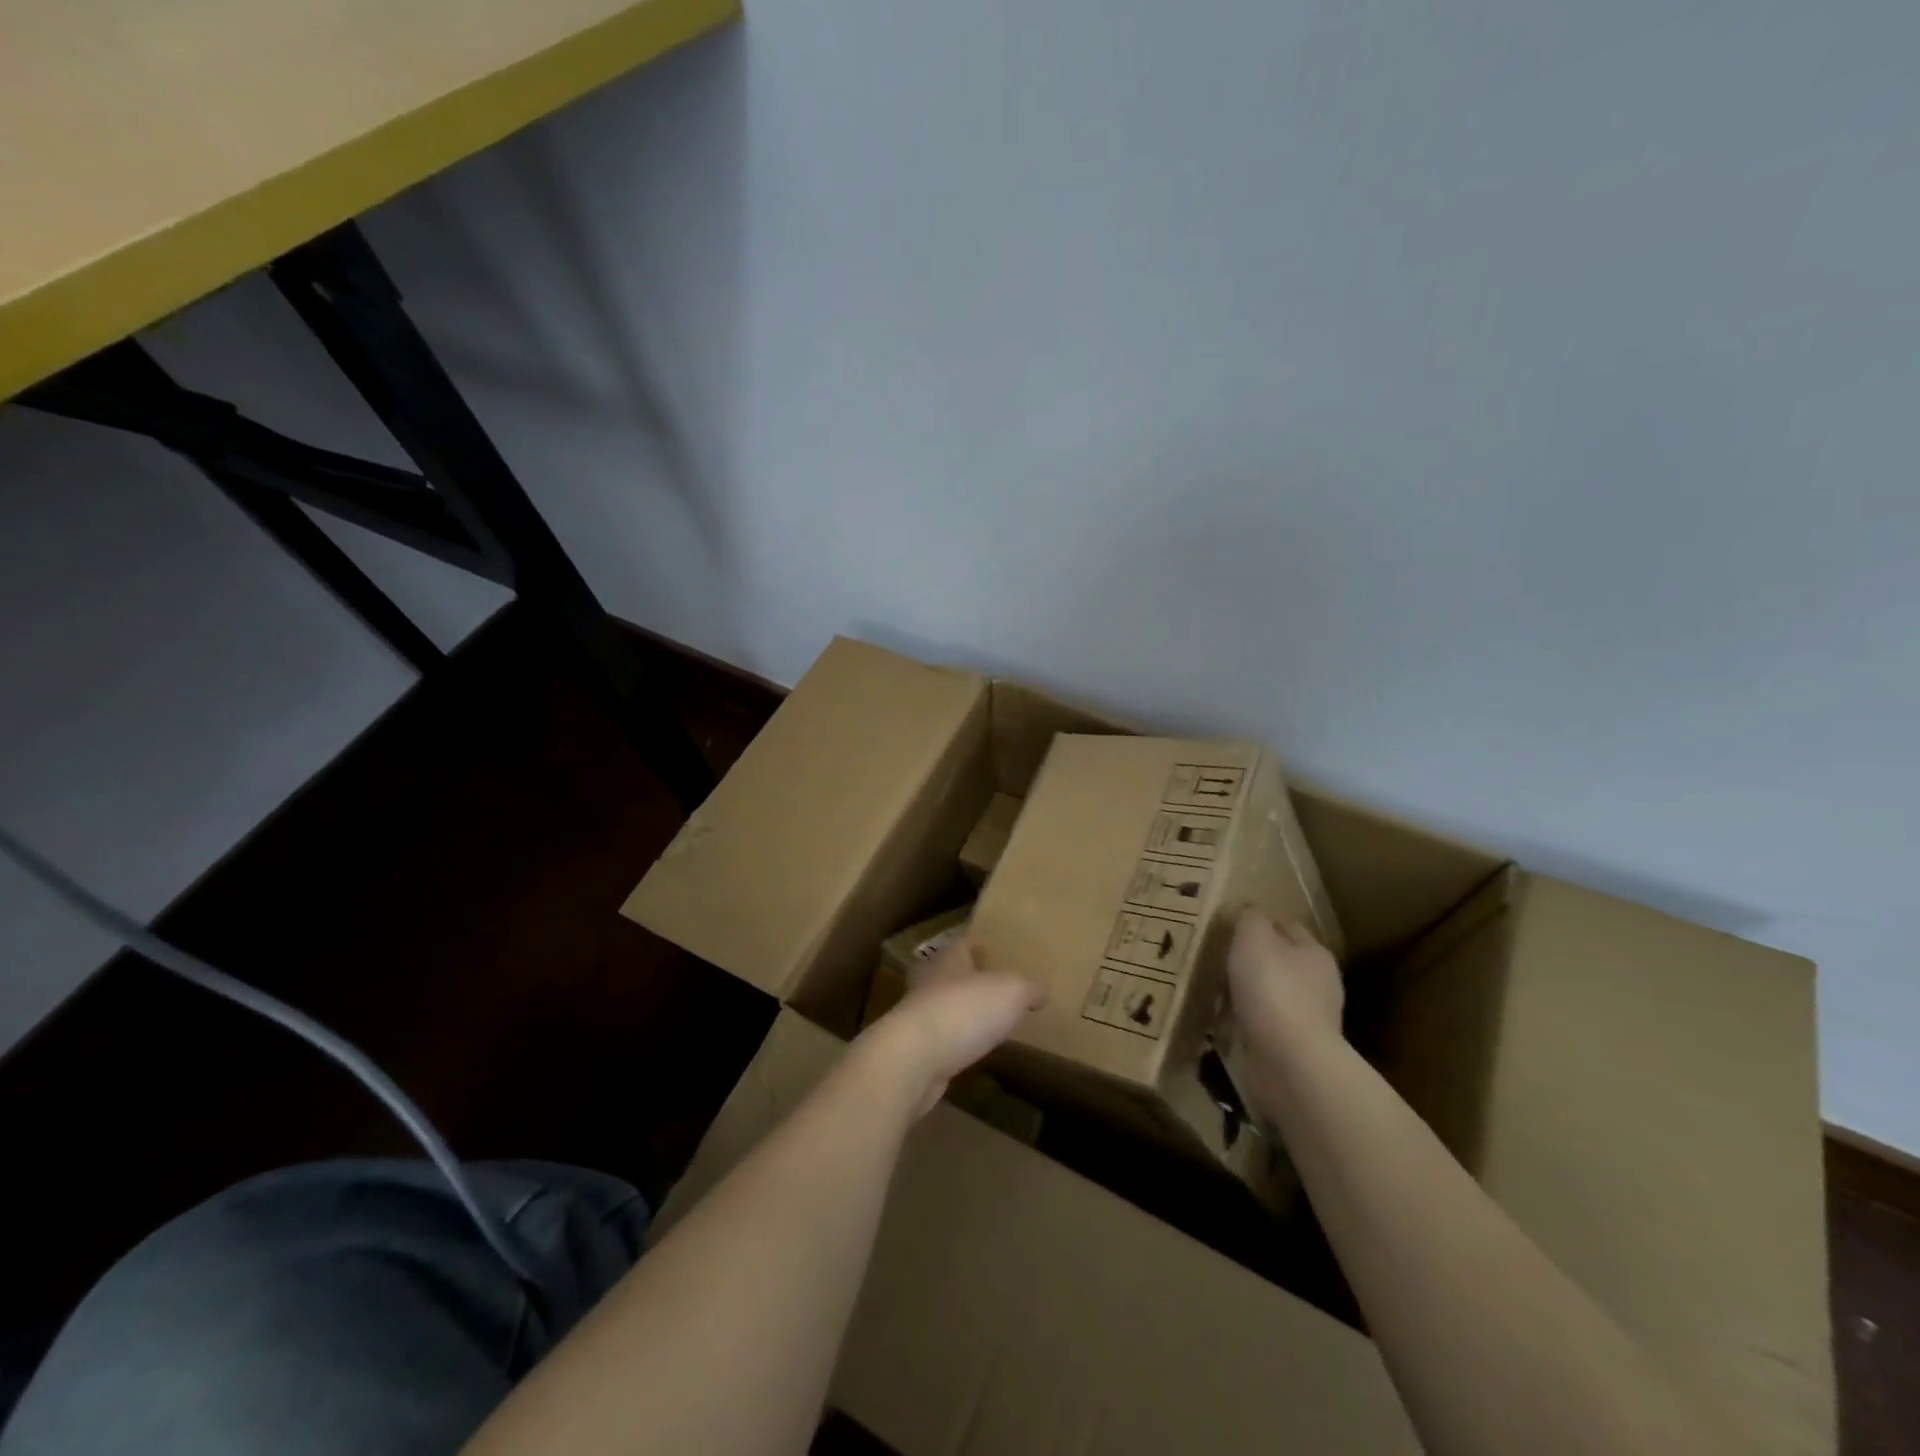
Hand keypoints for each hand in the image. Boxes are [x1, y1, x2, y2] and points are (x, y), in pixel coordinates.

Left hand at [857, 940, 1044, 1116]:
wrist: (914, 1058)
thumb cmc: (964, 1011)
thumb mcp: (1011, 993)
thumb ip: (1029, 989)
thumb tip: (1042, 990)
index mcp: (949, 958)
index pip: (962, 944)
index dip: (977, 947)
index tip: (989, 952)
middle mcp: (928, 981)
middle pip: (947, 973)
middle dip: (964, 978)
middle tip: (987, 987)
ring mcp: (916, 1015)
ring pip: (940, 1005)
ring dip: (957, 1011)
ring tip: (982, 1021)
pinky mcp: (913, 1049)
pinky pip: (937, 1038)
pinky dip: (951, 1041)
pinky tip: (967, 1050)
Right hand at [1227, 911, 1343, 1093]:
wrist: (1291, 1063)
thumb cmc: (1273, 990)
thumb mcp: (1253, 939)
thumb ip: (1249, 919)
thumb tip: (1247, 912)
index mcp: (1315, 954)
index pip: (1287, 926)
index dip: (1260, 923)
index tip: (1229, 927)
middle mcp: (1319, 984)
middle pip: (1280, 962)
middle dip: (1252, 960)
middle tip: (1217, 959)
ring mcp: (1309, 1020)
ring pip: (1270, 995)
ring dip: (1247, 994)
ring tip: (1214, 992)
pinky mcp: (1294, 1049)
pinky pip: (1263, 1026)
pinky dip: (1245, 1023)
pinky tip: (1223, 1023)